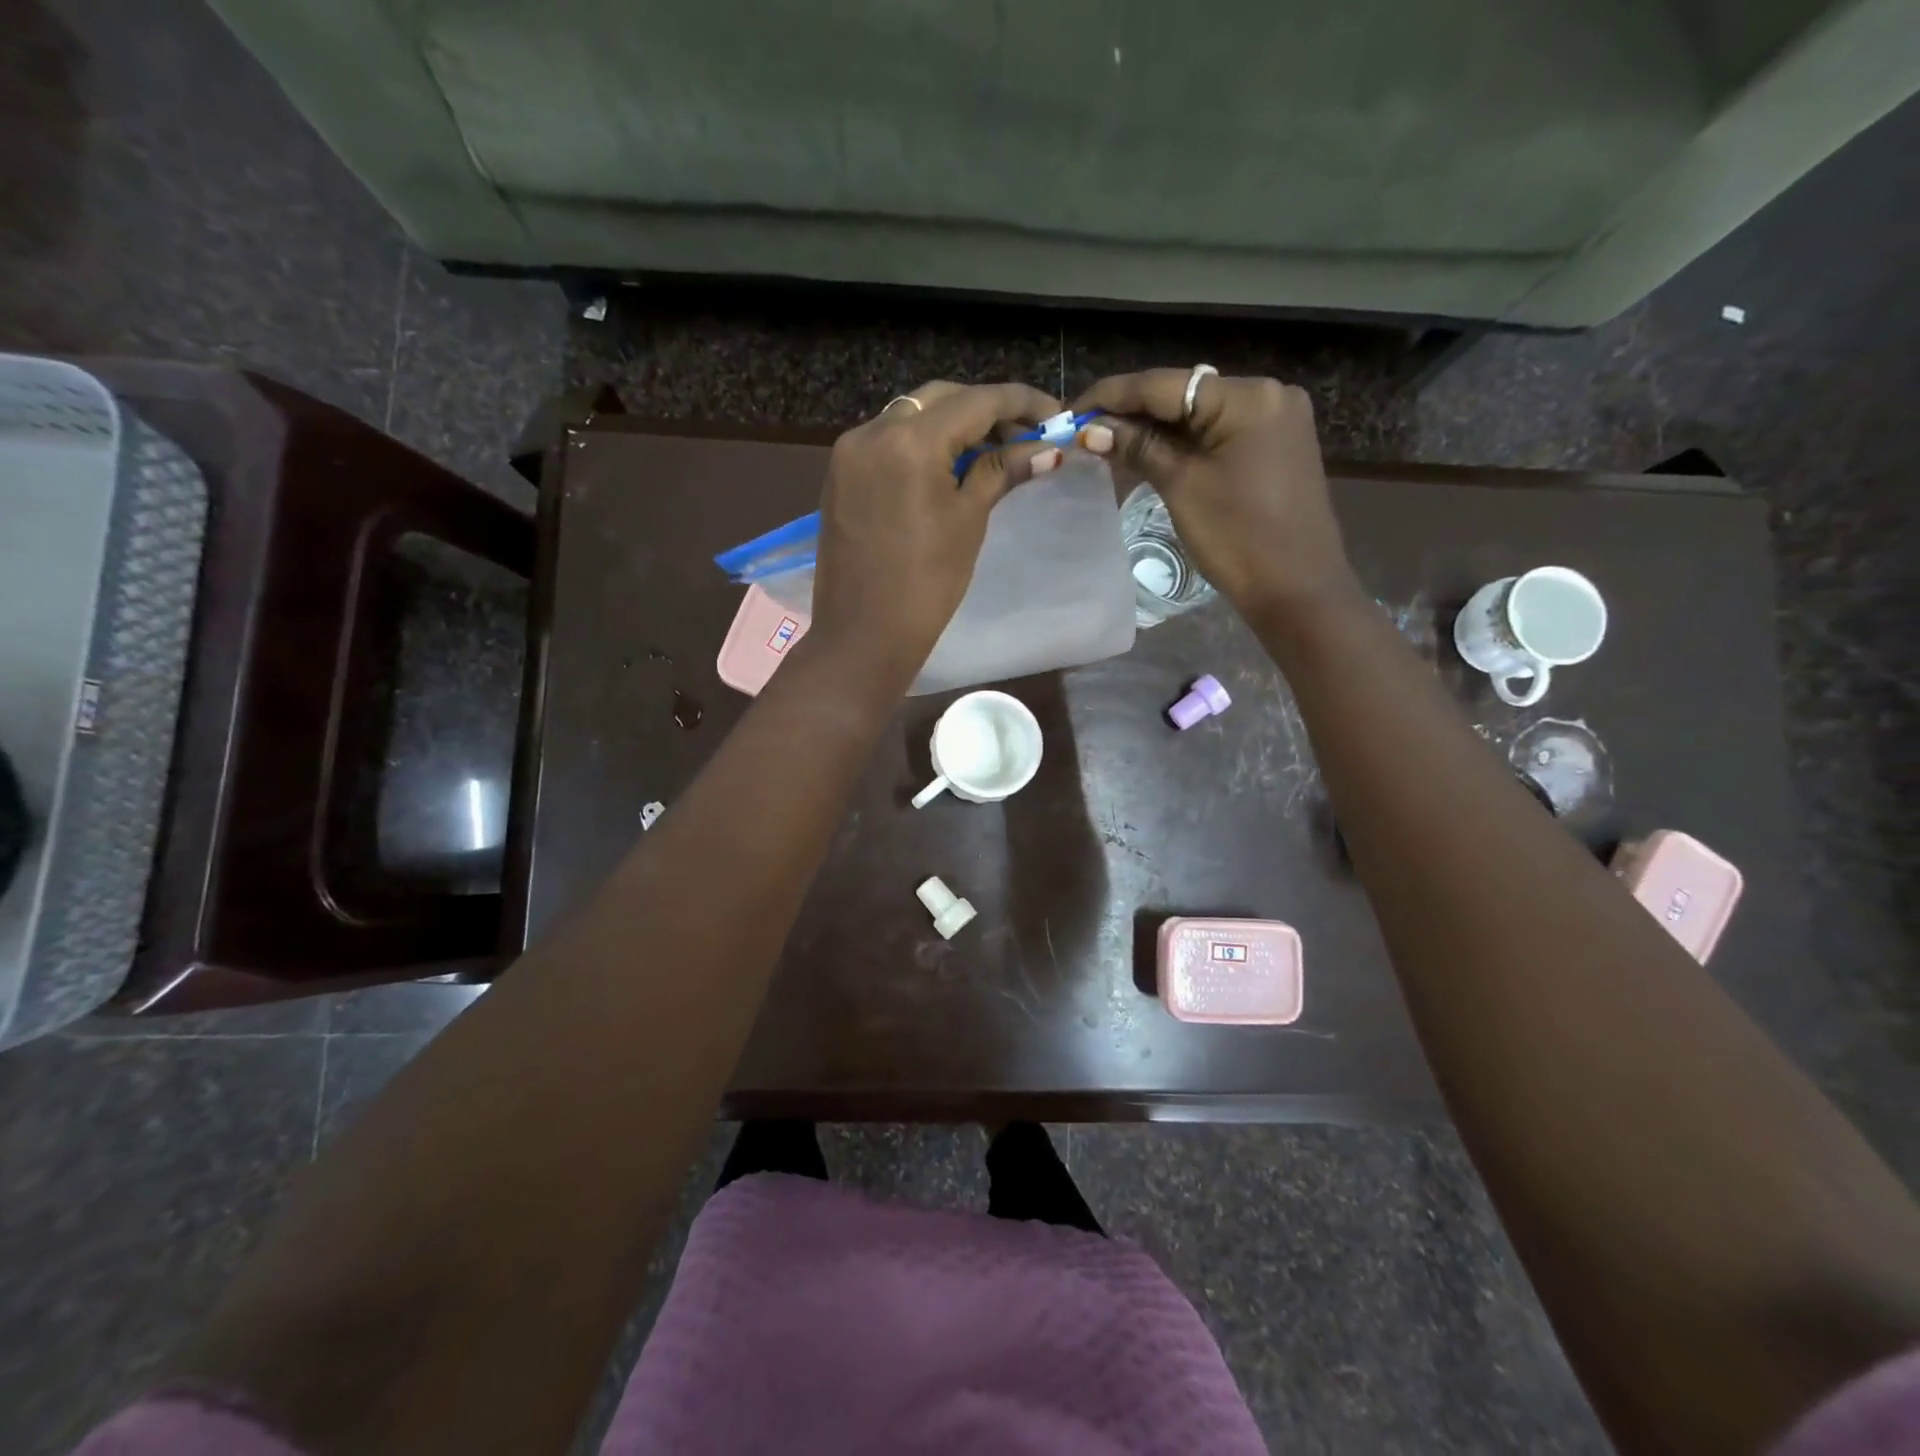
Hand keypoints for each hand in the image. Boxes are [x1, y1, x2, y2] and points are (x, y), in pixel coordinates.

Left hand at [810, 380, 1062, 680]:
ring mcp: (849, 452)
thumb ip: (1001, 472)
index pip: (975, 401)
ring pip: (911, 416)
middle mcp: (872, 431)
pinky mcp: (840, 475)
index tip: (1055, 414)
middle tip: (1024, 435)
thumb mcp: (968, 521)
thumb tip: (1047, 450)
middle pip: (940, 400)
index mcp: (909, 440)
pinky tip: (947, 466)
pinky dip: (921, 443)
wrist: (863, 635)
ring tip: (991, 450)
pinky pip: (888, 441)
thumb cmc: (926, 585)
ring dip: (952, 424)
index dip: (1021, 402)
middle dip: (985, 410)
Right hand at [1072, 370, 1358, 617]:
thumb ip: (1139, 447)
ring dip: (1155, 427)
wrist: (1297, 588)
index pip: (1164, 384)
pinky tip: (1149, 451)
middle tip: (1086, 429)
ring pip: (1200, 413)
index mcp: (1247, 396)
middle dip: (1132, 411)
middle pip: (1183, 394)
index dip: (1112, 395)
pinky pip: (1219, 432)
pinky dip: (1183, 441)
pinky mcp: (1275, 443)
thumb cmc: (1238, 538)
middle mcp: (1267, 392)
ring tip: (1108, 440)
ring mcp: (1275, 418)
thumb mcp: (1182, 487)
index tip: (1072, 410)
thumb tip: (1093, 428)